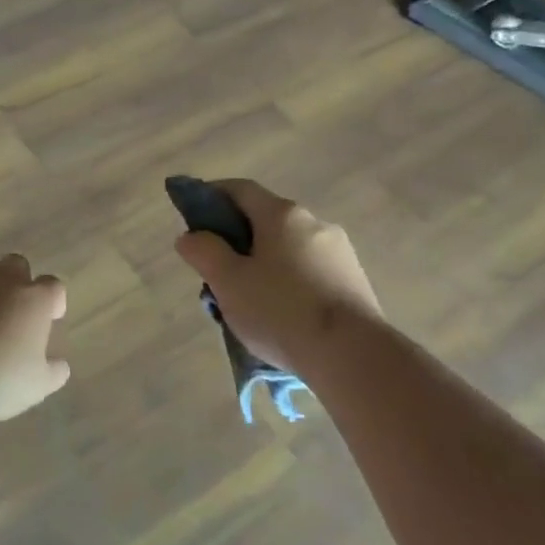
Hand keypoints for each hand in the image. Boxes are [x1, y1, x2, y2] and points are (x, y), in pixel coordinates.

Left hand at [0, 252, 68, 423]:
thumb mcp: (36, 387)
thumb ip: (53, 372)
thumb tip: (60, 367)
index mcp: (33, 300)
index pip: (53, 286)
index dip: (53, 300)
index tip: (51, 316)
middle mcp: (1, 282)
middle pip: (16, 263)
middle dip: (19, 279)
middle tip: (15, 307)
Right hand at [173, 179, 381, 374]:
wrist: (354, 356)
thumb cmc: (281, 311)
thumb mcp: (228, 282)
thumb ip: (204, 252)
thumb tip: (190, 236)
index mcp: (282, 214)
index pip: (240, 189)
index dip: (212, 196)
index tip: (193, 218)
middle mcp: (314, 223)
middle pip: (264, 221)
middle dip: (237, 241)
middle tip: (217, 273)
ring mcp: (339, 252)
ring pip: (287, 249)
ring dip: (263, 265)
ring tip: (248, 304)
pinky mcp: (354, 282)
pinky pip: (309, 272)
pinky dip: (289, 283)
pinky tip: (282, 316)